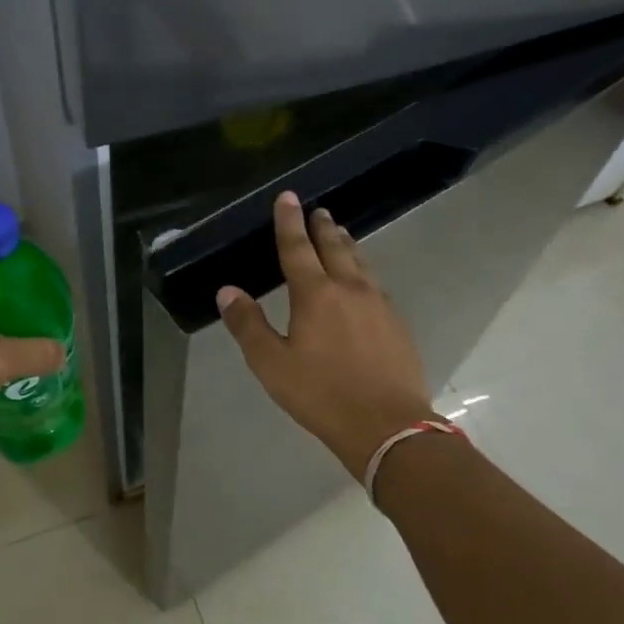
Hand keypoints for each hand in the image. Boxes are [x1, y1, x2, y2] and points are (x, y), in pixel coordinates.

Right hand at [217, 191, 435, 475]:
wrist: (388, 426)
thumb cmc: (321, 394)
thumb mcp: (271, 364)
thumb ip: (248, 325)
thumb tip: (227, 291)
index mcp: (315, 295)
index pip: (297, 248)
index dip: (289, 222)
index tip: (288, 197)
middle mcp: (349, 289)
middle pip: (334, 248)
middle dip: (322, 227)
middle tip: (318, 210)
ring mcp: (379, 305)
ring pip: (360, 263)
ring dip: (347, 245)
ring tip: (340, 234)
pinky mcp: (397, 324)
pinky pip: (375, 284)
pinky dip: (363, 270)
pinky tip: (363, 281)